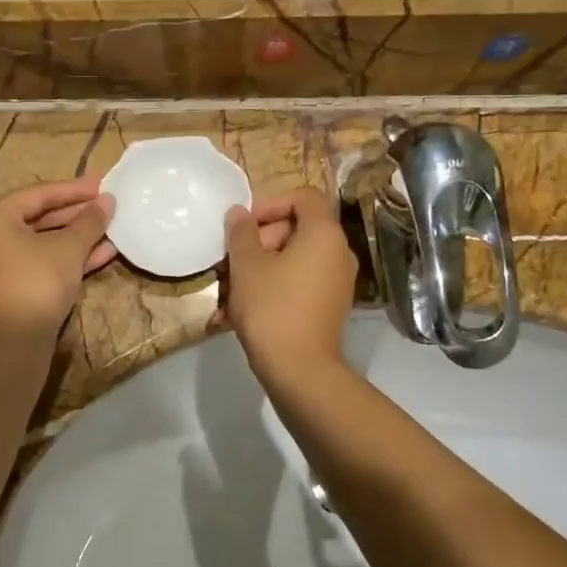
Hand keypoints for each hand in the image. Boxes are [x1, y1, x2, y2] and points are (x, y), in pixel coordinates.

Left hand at [0, 177, 116, 339]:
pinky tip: (103, 253)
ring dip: (78, 237)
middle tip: (108, 205)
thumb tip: (108, 201)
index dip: (74, 190)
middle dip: (78, 214)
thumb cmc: (37, 281)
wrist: (15, 341)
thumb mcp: (68, 248)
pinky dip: (68, 257)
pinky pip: (42, 261)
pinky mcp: (11, 286)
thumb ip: (89, 221)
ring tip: (112, 229)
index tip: (103, 184)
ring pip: (44, 242)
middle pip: (40, 217)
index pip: (38, 194)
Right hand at [222, 187, 355, 379]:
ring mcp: (337, 282)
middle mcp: (339, 253)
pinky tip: (239, 310)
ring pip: (293, 260)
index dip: (270, 203)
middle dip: (259, 240)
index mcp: (324, 234)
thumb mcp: (246, 264)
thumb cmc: (271, 307)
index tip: (244, 226)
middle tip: (231, 260)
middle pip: (297, 229)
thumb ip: (241, 231)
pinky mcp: (329, 307)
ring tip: (228, 289)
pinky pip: (298, 284)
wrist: (299, 369)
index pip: (303, 197)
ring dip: (260, 267)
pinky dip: (273, 287)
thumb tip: (239, 213)